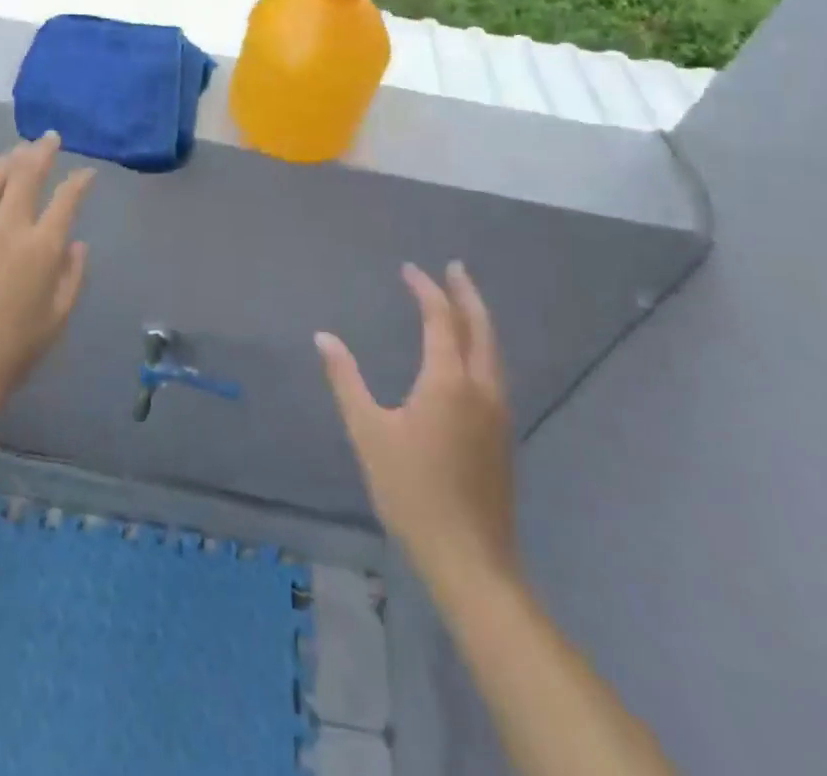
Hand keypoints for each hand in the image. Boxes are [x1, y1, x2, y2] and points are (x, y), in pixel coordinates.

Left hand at [0, 132, 96, 431]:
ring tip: (18, 150)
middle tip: (50, 138)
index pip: (66, 200)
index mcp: (42, 248)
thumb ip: (72, 277)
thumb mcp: (57, 318)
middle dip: (41, 151)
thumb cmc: (13, 350)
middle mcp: (10, 228)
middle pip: (26, 175)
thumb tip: (76, 244)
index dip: (79, 181)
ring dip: (8, 159)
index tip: (87, 172)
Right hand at [317, 262, 516, 595]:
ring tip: (461, 300)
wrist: (470, 559)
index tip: (408, 269)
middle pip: (480, 327)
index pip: (440, 319)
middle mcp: (481, 387)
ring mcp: (498, 412)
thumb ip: (346, 380)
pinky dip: (482, 344)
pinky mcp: (503, 433)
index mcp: (448, 381)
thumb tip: (323, 337)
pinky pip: (495, 370)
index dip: (425, 290)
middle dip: (466, 294)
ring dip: (478, 318)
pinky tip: (469, 353)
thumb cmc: (411, 492)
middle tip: (453, 267)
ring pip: (494, 350)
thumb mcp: (368, 432)